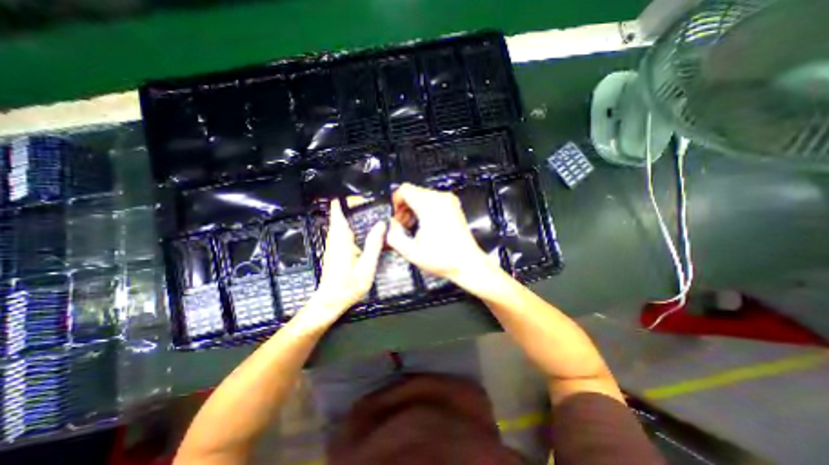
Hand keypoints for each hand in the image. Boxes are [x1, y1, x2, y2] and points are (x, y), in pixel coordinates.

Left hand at [300, 200, 386, 326]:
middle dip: (350, 206)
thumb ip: (374, 244)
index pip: (338, 214)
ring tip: (364, 209)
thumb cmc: (349, 285)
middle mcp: (334, 239)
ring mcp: (332, 245)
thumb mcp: (366, 266)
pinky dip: (348, 224)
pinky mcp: (333, 251)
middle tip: (367, 200)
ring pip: (339, 224)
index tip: (357, 195)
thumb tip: (381, 224)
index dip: (345, 202)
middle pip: (339, 216)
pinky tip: (359, 228)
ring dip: (348, 214)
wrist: (330, 301)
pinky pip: (340, 231)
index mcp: (341, 239)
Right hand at [388, 184, 493, 282]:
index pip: (405, 190)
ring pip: (422, 196)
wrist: (467, 263)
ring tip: (413, 226)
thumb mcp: (410, 251)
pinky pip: (433, 201)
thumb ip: (393, 235)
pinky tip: (423, 225)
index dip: (395, 201)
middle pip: (413, 192)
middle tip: (402, 224)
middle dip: (404, 207)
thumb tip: (390, 225)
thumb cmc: (445, 259)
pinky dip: (424, 209)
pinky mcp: (453, 207)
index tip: (395, 213)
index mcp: (430, 207)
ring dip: (414, 209)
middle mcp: (441, 200)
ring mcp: (449, 202)